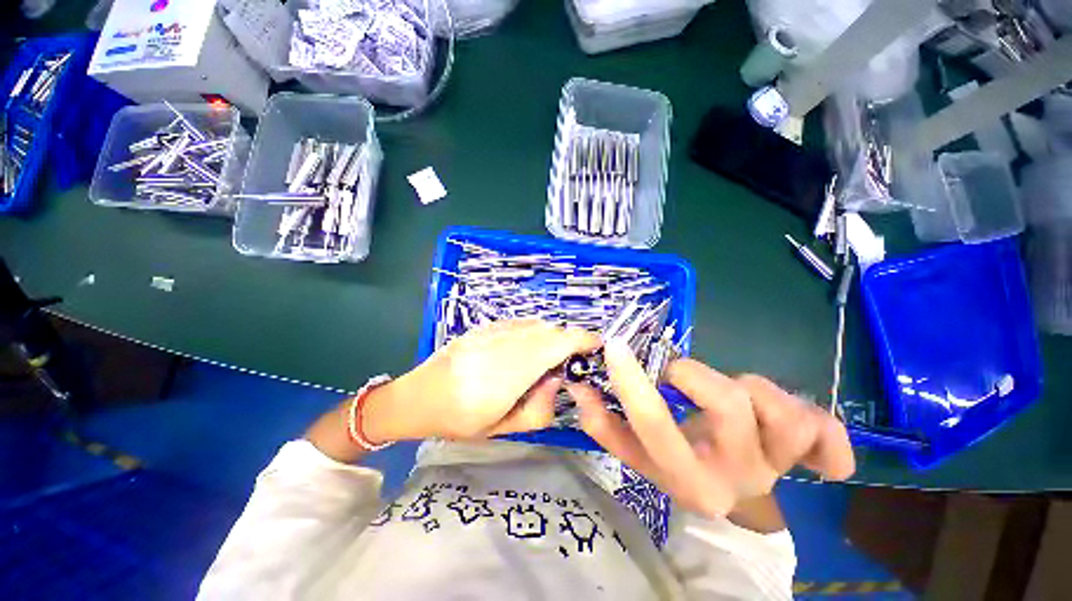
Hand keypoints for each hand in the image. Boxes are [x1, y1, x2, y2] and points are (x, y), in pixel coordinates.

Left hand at [365, 319, 600, 442]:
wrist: (415, 398)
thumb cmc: (457, 421)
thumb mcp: (502, 428)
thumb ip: (540, 408)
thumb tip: (558, 379)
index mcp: (501, 377)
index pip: (551, 346)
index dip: (580, 340)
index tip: (597, 344)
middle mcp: (497, 346)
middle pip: (547, 330)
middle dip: (569, 339)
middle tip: (574, 358)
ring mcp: (487, 332)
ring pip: (534, 323)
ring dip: (552, 336)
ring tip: (550, 357)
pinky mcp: (482, 327)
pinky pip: (519, 323)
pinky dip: (534, 332)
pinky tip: (529, 349)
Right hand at [567, 339, 854, 518]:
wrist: (728, 496)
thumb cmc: (678, 468)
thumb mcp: (637, 455)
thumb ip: (605, 424)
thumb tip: (581, 387)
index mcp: (689, 482)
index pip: (655, 427)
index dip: (632, 382)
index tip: (615, 347)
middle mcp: (739, 478)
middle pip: (728, 406)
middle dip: (694, 376)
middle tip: (677, 375)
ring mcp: (782, 467)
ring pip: (781, 408)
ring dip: (748, 387)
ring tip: (731, 393)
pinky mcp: (810, 456)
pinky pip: (828, 434)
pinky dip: (822, 425)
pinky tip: (800, 421)